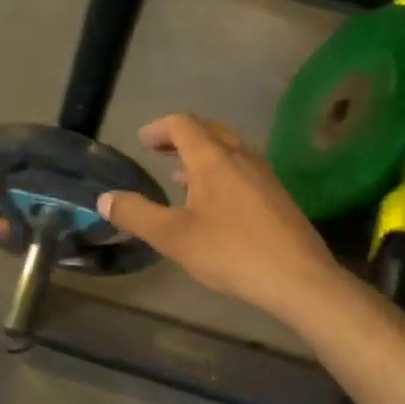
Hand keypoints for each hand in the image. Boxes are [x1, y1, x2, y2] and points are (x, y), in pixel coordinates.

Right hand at [98, 114, 342, 324]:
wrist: (300, 279)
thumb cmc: (232, 252)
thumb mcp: (173, 237)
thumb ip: (136, 214)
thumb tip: (104, 198)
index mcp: (213, 159)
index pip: (183, 125)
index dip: (159, 128)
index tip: (141, 141)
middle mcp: (241, 157)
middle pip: (209, 130)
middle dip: (180, 136)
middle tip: (158, 150)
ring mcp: (264, 175)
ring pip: (229, 150)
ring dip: (201, 154)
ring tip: (178, 175)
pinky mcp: (277, 196)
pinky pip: (242, 169)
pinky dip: (219, 172)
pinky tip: (213, 203)